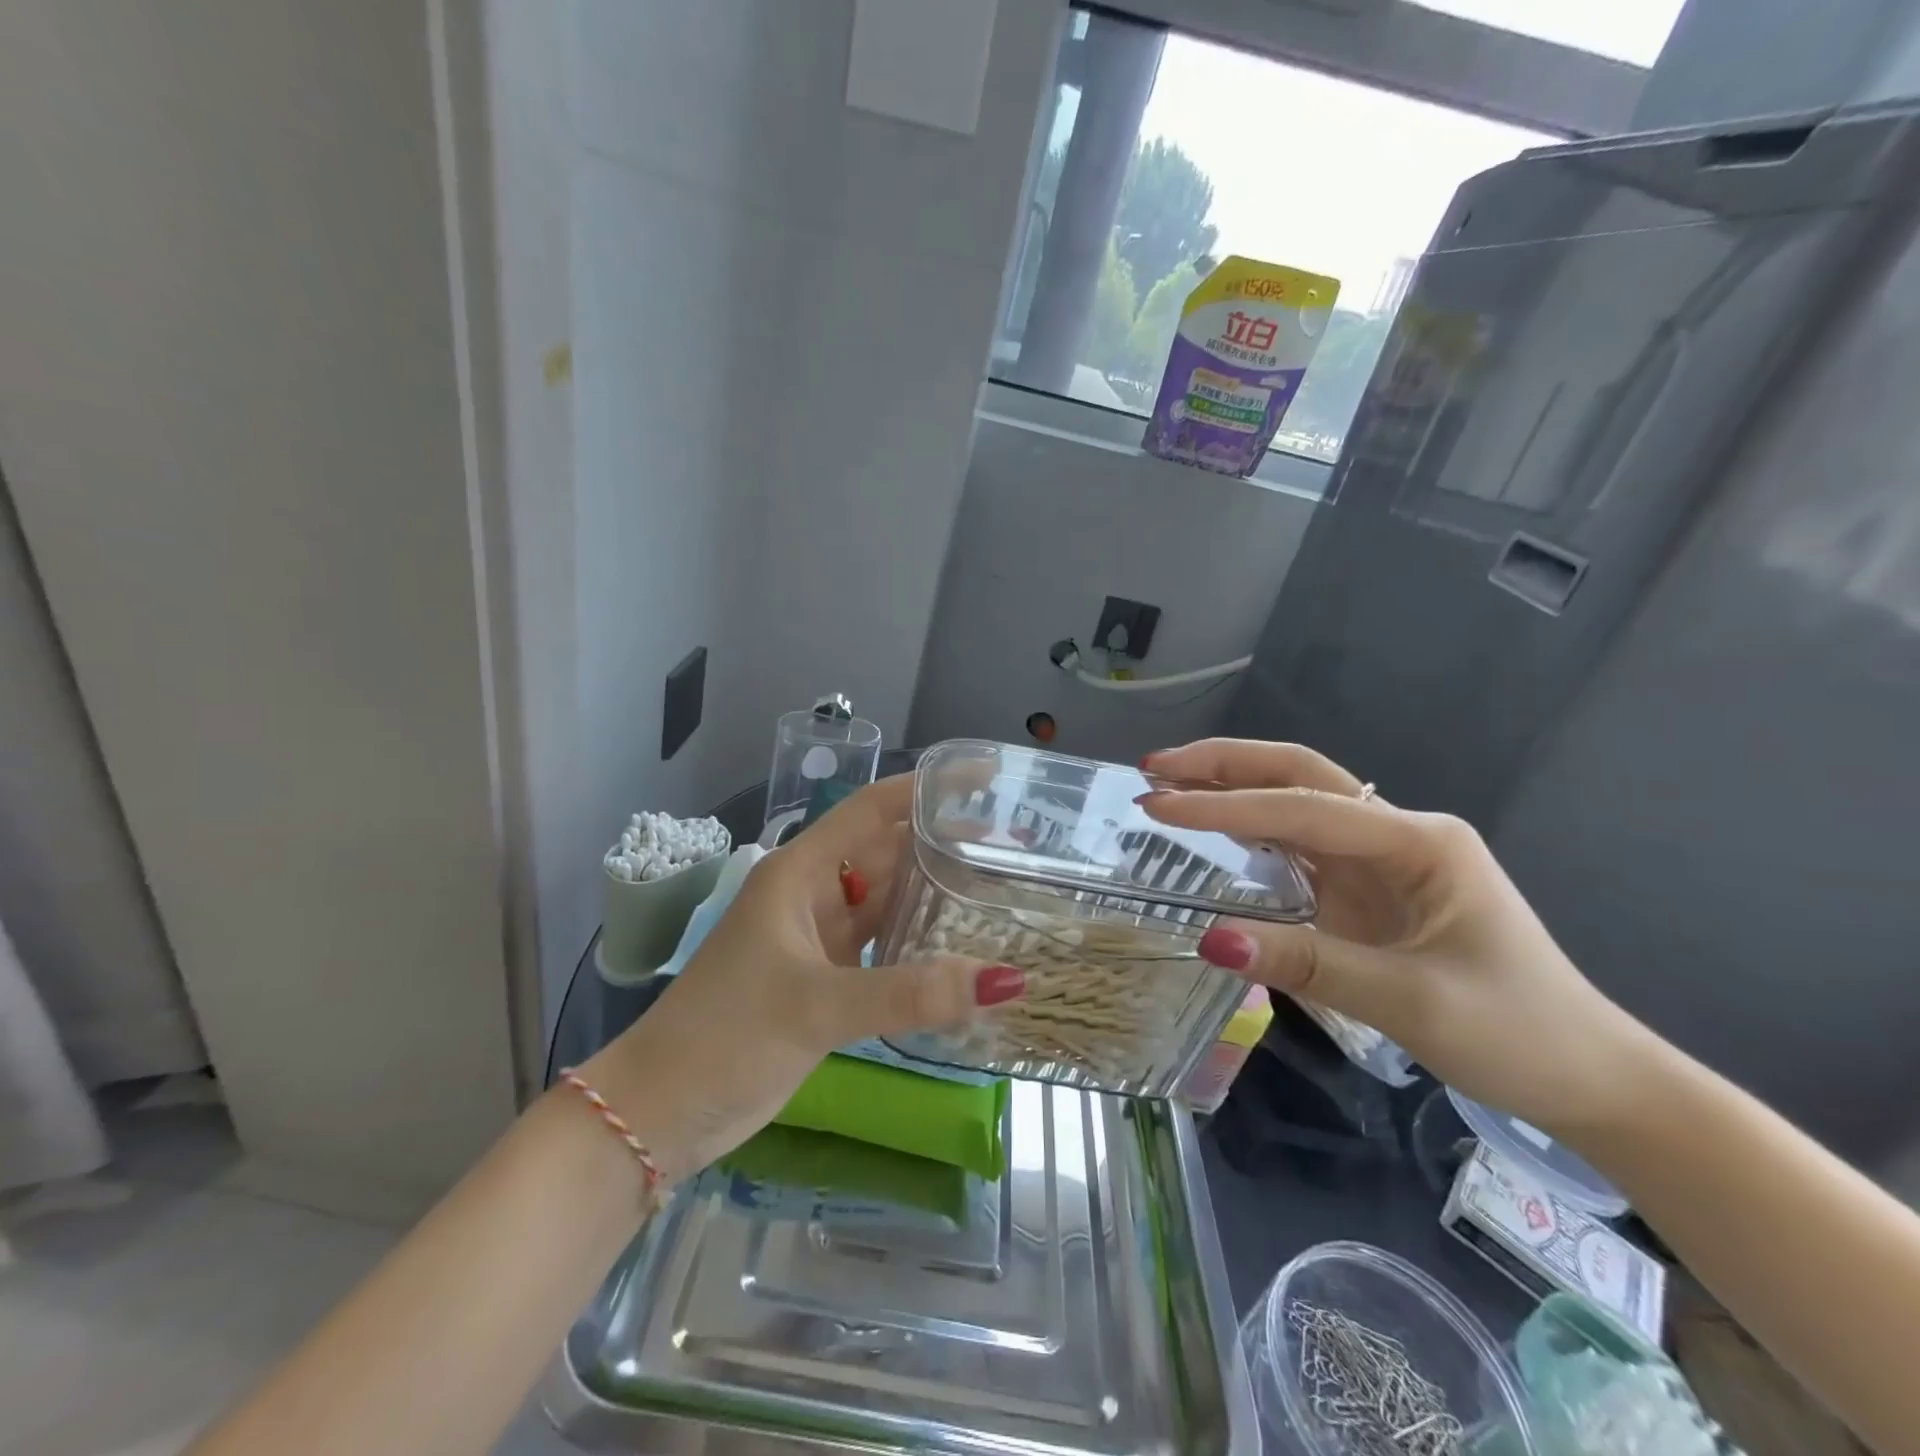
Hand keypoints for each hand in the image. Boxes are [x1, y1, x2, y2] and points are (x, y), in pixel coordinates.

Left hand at [581, 775, 1023, 1182]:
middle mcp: (813, 893)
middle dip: (942, 840)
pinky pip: (884, 944)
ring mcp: (820, 937)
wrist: (661, 1110)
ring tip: (997, 885)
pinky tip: (959, 946)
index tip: (983, 780)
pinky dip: (920, 941)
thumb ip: (908, 994)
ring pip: (888, 898)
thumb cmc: (725, 1035)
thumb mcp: (816, 1006)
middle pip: (887, 850)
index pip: (872, 809)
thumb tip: (1004, 981)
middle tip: (1011, 843)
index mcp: (800, 872)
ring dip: (934, 890)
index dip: (925, 788)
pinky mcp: (826, 978)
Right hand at [1140, 739, 1649, 1132]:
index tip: (1157, 806)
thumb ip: (1309, 965)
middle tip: (1155, 769)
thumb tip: (1211, 940)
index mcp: (1418, 842)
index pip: (1303, 808)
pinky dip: (1250, 827)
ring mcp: (1382, 858)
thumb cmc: (1516, 1033)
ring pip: (1296, 802)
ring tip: (1169, 786)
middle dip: (1225, 765)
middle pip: (1300, 774)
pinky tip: (1214, 827)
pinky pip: (1300, 842)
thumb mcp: (1411, 1002)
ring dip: (1232, 788)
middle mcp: (1397, 833)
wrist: (1588, 1074)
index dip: (1225, 806)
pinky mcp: (1369, 886)